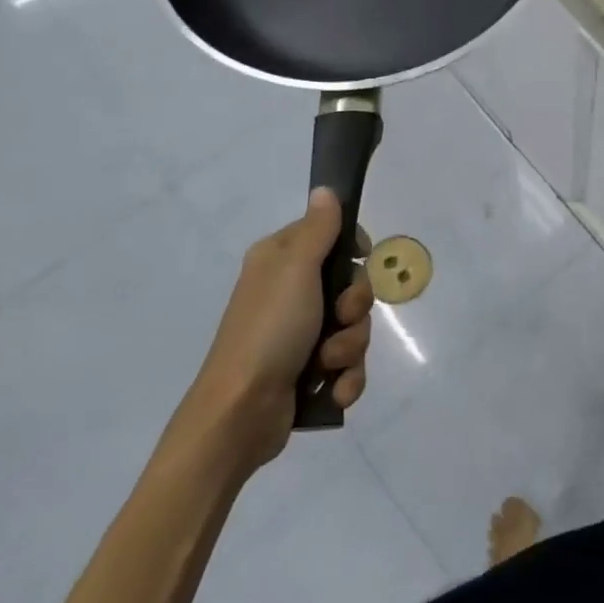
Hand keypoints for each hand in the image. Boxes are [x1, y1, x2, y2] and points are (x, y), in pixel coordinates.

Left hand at [179, 188, 372, 473]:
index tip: (362, 258)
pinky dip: (346, 378)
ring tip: (326, 365)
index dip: (353, 248)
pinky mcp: (309, 372)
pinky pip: (349, 365)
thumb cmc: (269, 331)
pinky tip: (333, 391)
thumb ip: (317, 229)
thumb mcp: (295, 270)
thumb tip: (324, 189)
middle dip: (355, 309)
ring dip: (350, 348)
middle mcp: (291, 294)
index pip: (331, 237)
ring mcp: (300, 336)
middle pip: (352, 287)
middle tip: (339, 318)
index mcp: (282, 262)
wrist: (240, 413)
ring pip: (354, 328)